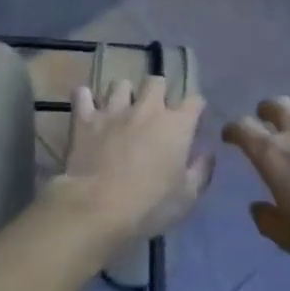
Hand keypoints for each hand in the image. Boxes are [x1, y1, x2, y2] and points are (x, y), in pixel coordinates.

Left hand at [61, 77, 212, 245]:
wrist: (97, 208)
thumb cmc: (150, 205)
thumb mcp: (187, 197)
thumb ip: (201, 170)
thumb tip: (207, 153)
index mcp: (176, 125)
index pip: (194, 101)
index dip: (196, 109)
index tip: (193, 121)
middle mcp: (147, 109)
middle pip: (156, 82)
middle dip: (158, 92)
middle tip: (155, 111)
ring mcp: (113, 111)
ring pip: (119, 84)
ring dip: (123, 94)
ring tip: (121, 109)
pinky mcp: (84, 119)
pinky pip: (82, 95)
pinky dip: (85, 98)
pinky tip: (87, 108)